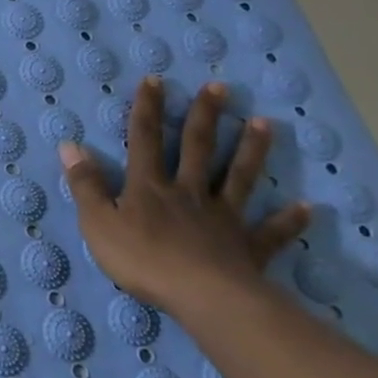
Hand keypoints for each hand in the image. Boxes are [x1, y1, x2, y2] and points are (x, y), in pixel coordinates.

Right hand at [58, 76, 308, 320]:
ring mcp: (223, 218)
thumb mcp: (98, 223)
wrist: (204, 298)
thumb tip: (70, 145)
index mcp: (149, 187)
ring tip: (264, 123)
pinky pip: (271, 232)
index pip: (145, 139)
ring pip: (238, 177)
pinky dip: (289, 220)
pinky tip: (307, 207)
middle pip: (197, 147)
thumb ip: (85, 185)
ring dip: (251, 150)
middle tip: (219, 87)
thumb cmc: (144, 261)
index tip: (156, 79)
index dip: (147, 108)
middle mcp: (188, 192)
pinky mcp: (249, 247)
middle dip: (205, 115)